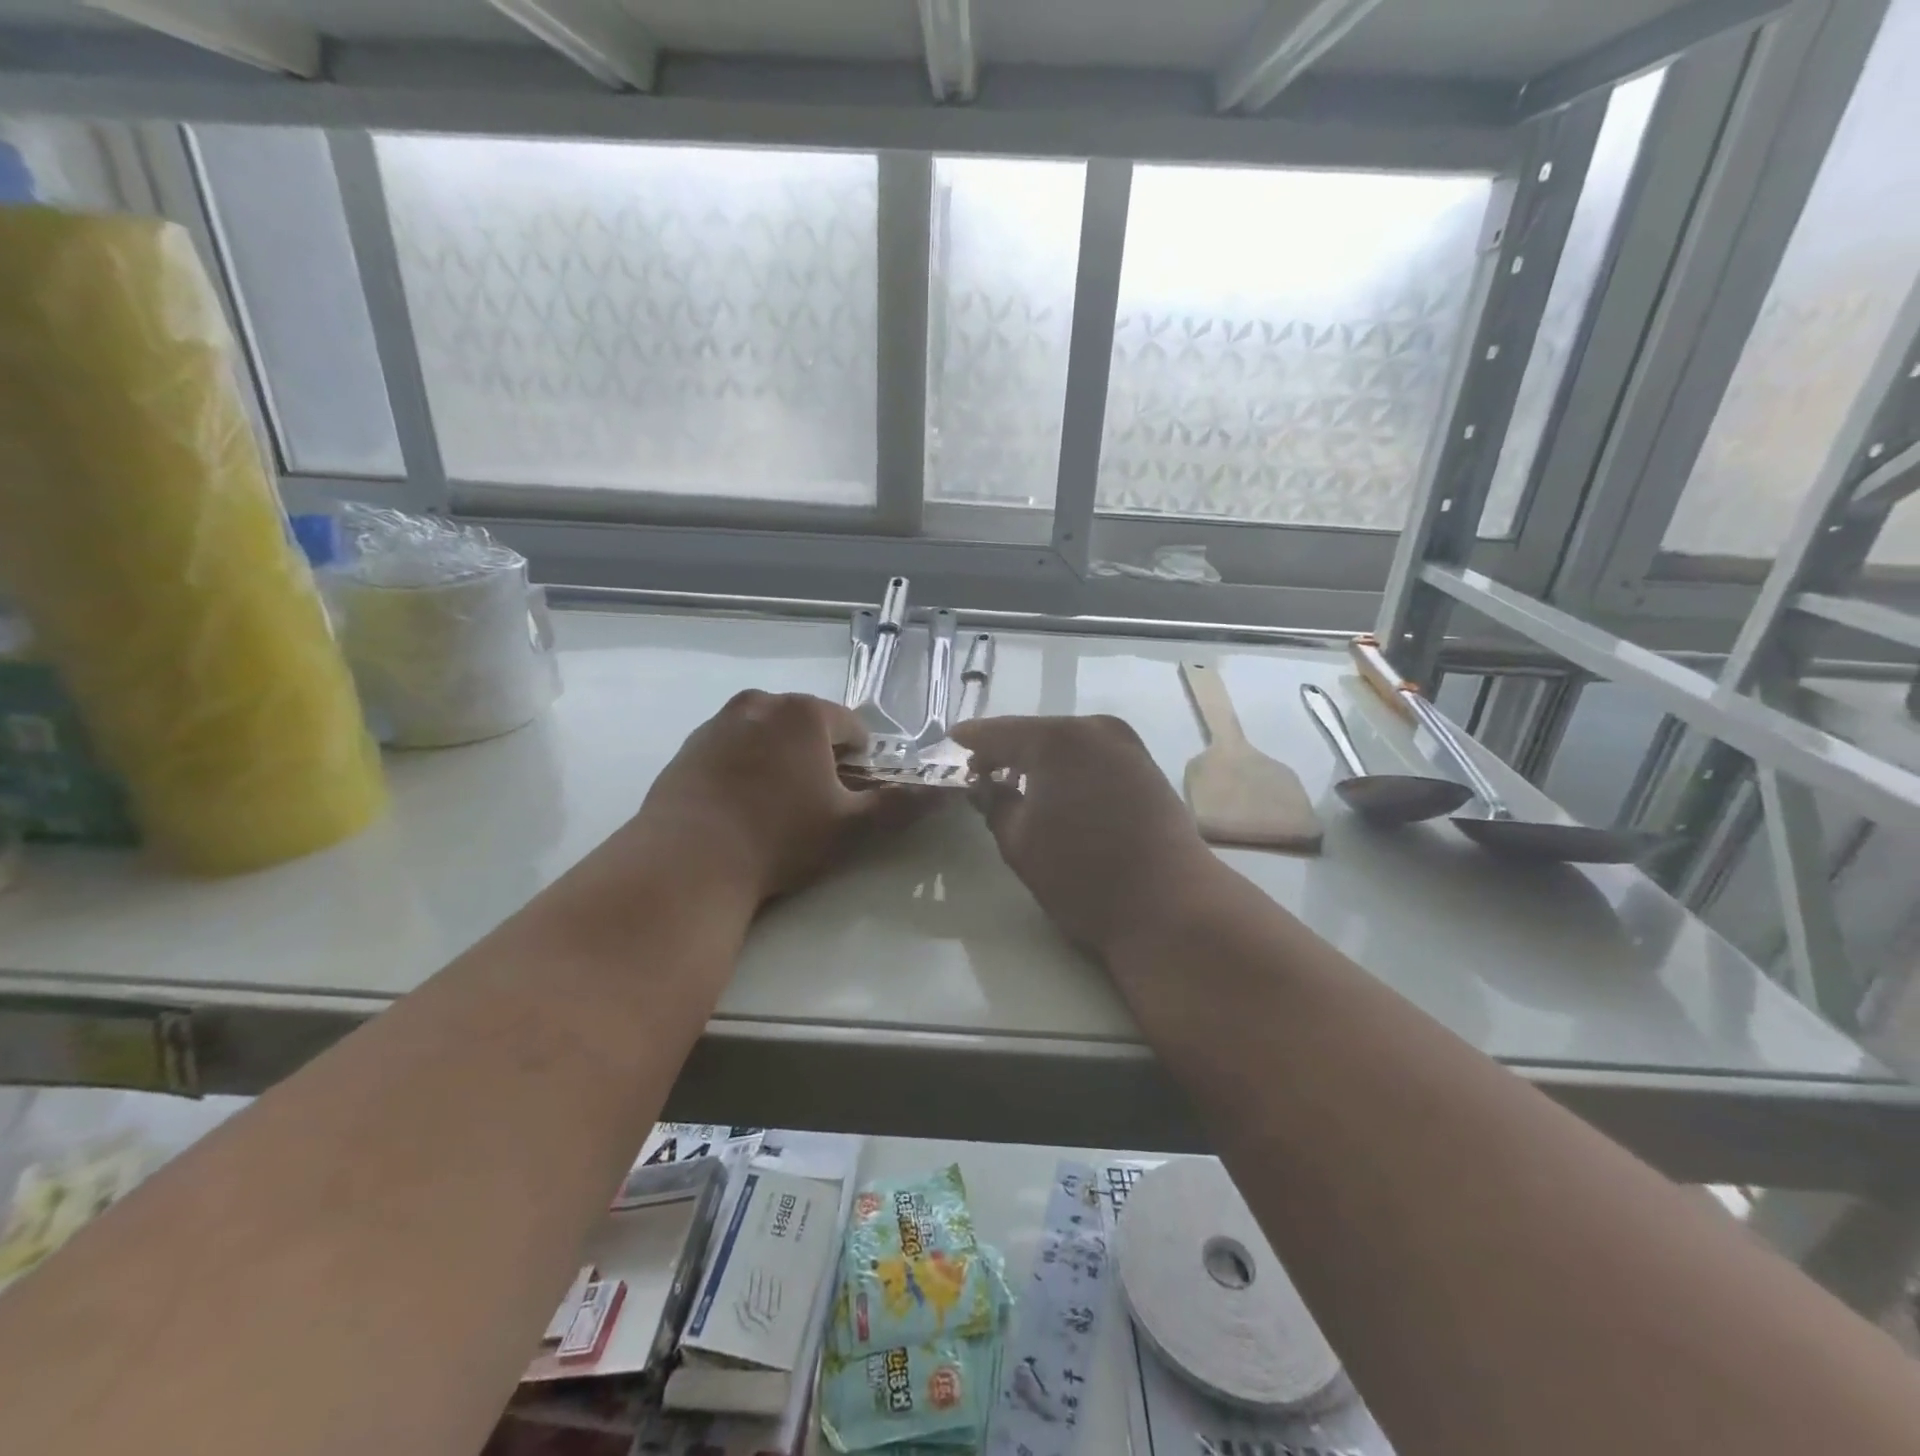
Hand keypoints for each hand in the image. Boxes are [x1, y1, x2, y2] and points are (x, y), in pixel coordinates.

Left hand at [635, 691, 921, 903]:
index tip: (850, 798)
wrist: (688, 863)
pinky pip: (733, 750)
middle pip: (808, 727)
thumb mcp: (851, 826)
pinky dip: (745, 769)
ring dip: (781, 762)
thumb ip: (899, 804)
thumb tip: (941, 791)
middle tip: (815, 806)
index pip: (853, 728)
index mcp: (803, 713)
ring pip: (769, 737)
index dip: (861, 764)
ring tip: (775, 810)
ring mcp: (718, 723)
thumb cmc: (779, 838)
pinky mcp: (689, 748)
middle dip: (820, 759)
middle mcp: (759, 703)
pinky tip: (740, 810)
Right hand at [950, 715, 1219, 953]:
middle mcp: (1094, 729)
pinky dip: (1070, 768)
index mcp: (1056, 739)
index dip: (971, 739)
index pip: (999, 732)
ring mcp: (1127, 746)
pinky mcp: (1147, 767)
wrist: (1169, 905)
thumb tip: (984, 785)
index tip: (950, 743)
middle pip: (1036, 733)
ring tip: (1017, 785)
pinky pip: (1093, 756)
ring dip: (1040, 760)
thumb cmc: (1082, 874)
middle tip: (981, 772)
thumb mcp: (1019, 842)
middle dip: (1007, 750)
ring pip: (1067, 744)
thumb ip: (994, 803)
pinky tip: (1059, 792)